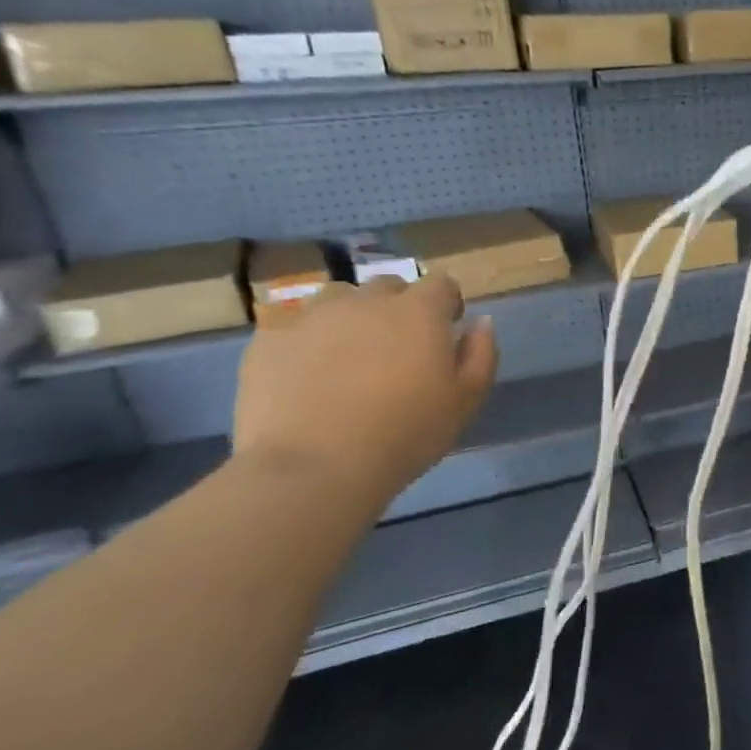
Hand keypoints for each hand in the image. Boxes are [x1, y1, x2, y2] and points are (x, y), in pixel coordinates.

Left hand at [232, 274, 498, 506]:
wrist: (314, 467)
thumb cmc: (406, 434)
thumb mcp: (466, 401)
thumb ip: (481, 354)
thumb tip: (480, 322)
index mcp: (419, 312)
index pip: (441, 283)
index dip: (446, 304)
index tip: (446, 332)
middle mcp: (366, 301)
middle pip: (389, 287)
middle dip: (398, 308)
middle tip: (398, 350)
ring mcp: (313, 316)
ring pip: (339, 299)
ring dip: (351, 317)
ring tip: (349, 357)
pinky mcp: (269, 338)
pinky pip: (296, 327)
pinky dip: (308, 342)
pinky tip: (309, 377)